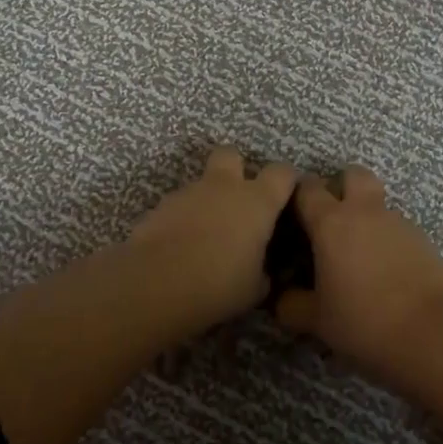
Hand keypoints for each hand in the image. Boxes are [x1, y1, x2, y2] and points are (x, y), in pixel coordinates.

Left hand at [128, 146, 298, 323]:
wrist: (155, 284)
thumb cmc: (218, 284)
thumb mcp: (255, 288)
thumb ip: (263, 270)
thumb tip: (263, 270)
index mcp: (257, 201)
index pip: (282, 172)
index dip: (287, 181)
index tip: (287, 198)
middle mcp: (223, 187)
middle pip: (231, 155)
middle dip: (236, 169)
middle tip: (238, 201)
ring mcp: (188, 193)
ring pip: (202, 183)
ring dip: (207, 200)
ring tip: (205, 236)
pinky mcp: (160, 206)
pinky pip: (179, 205)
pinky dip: (183, 218)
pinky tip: (180, 246)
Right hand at [275, 165, 442, 371]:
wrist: (433, 333)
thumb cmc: (363, 320)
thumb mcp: (317, 320)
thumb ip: (292, 305)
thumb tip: (282, 299)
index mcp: (332, 222)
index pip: (307, 188)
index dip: (296, 196)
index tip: (291, 216)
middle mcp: (365, 212)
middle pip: (353, 175)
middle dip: (341, 186)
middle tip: (331, 219)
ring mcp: (399, 223)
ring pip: (378, 205)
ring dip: (366, 219)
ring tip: (359, 258)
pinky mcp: (424, 240)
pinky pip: (398, 230)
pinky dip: (388, 242)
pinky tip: (386, 274)